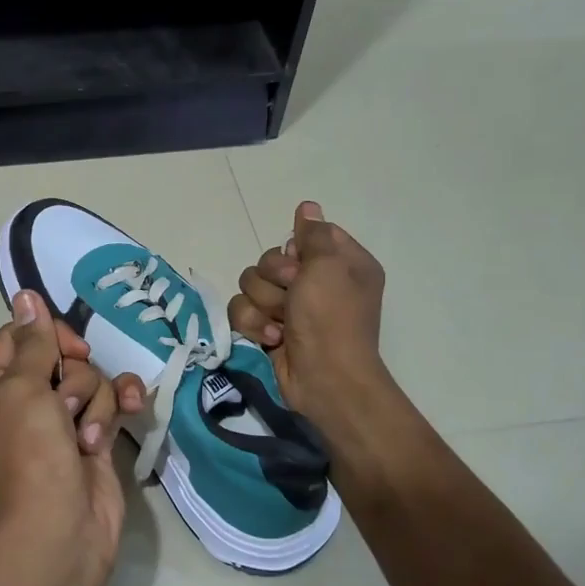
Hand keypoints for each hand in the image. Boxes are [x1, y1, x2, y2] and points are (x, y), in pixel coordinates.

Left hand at [0, 289, 145, 585]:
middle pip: (61, 358)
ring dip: (96, 402)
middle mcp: (27, 404)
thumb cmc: (29, 455)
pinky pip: (112, 406)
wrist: (58, 532)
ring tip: (86, 437)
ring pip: (91, 382)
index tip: (67, 347)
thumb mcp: (22, 390)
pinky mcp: (95, 443)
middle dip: (74, 376)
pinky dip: (122, 408)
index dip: (46, 334)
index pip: (18, 338)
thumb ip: (32, 342)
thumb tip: (25, 294)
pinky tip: (136, 411)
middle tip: (66, 405)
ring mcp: (62, 425)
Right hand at [227, 201, 394, 423]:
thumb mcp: (329, 266)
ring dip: (263, 305)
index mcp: (341, 264)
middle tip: (292, 297)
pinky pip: (243, 311)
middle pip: (270, 260)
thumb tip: (307, 207)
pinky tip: (272, 340)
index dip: (295, 249)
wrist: (324, 378)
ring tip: (281, 325)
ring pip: (251, 285)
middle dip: (274, 279)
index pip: (305, 236)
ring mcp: (291, 308)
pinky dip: (254, 325)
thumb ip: (314, 234)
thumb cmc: (332, 318)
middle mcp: (316, 283)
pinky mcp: (269, 329)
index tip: (301, 263)